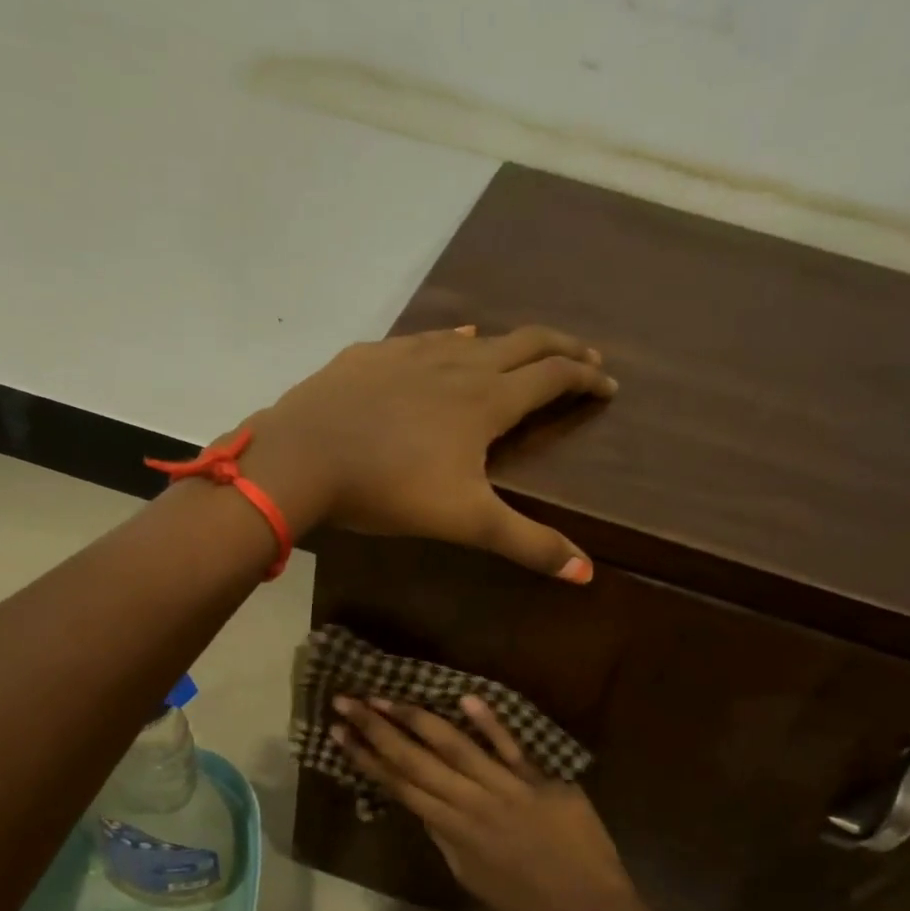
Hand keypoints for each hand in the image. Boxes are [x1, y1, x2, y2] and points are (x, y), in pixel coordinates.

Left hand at [245, 325, 614, 579]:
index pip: (552, 377)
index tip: (608, 386)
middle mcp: (458, 365)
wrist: (301, 458)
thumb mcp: (465, 522)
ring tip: (524, 352)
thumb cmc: (388, 489)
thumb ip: (527, 544)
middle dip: (561, 349)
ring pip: (476, 337)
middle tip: (585, 357)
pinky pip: (428, 338)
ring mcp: (412, 354)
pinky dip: (454, 338)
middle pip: (524, 343)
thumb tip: (586, 573)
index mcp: (487, 400)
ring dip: (509, 343)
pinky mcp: (373, 355)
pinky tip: (452, 338)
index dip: (586, 379)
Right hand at [330, 692, 672, 910]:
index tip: (340, 733)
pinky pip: (511, 746)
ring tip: (386, 695)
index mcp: (453, 831)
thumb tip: (423, 804)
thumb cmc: (526, 902)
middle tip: (347, 701)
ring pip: (454, 746)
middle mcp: (471, 803)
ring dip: (417, 718)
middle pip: (415, 760)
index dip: (366, 758)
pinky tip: (465, 697)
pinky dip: (489, 722)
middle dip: (378, 729)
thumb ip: (445, 837)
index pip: (400, 786)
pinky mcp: (541, 779)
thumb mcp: (471, 876)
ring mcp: (507, 788)